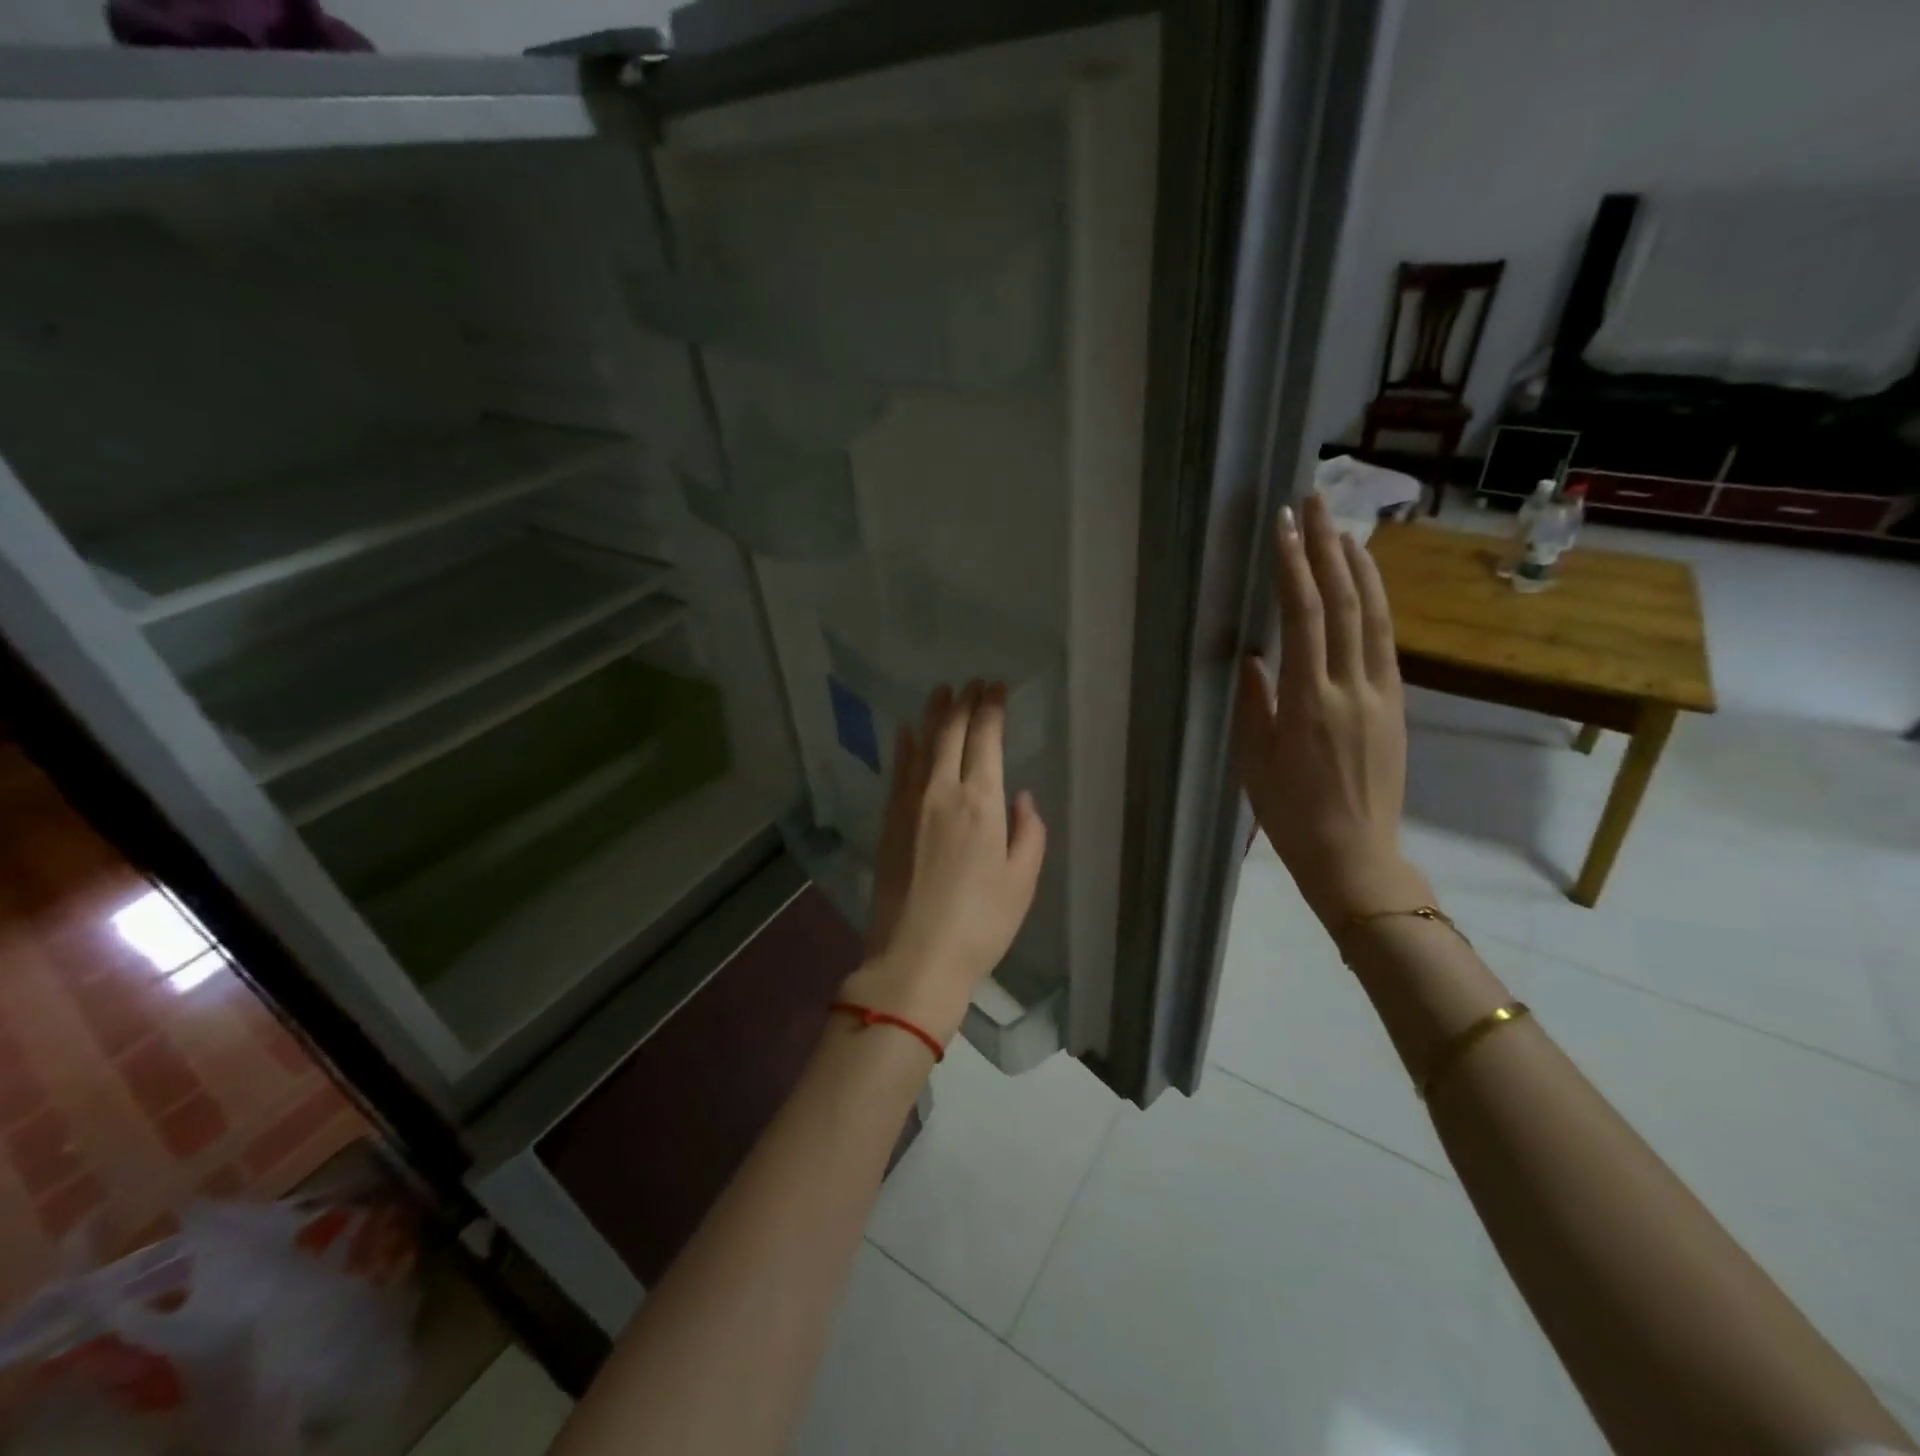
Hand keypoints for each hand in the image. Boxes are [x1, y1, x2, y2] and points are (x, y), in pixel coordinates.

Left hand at [844, 681, 1047, 1045]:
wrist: (915, 957)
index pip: (986, 740)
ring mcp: (910, 804)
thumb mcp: (1022, 882)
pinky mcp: (889, 821)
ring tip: (942, 692)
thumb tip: (1021, 798)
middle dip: (963, 702)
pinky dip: (904, 746)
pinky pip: (898, 770)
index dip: (991, 708)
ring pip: (921, 744)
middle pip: (951, 733)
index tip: (996, 687)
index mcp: (981, 803)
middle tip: (972, 683)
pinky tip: (905, 731)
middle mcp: (942, 791)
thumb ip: (1029, 834)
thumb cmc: (980, 924)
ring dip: (933, 715)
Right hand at [1235, 494, 1428, 926]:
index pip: (1303, 617)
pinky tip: (1364, 586)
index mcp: (1308, 702)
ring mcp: (1381, 694)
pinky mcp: (1397, 706)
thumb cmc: (1290, 814)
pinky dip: (1374, 604)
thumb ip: (1254, 703)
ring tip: (1344, 528)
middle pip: (1344, 603)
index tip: (1284, 525)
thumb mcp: (1254, 761)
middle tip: (1317, 501)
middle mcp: (1351, 687)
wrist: (1355, 855)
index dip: (1294, 566)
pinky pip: (1384, 642)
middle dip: (1329, 547)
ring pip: (1374, 616)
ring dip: (1360, 567)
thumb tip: (1252, 656)